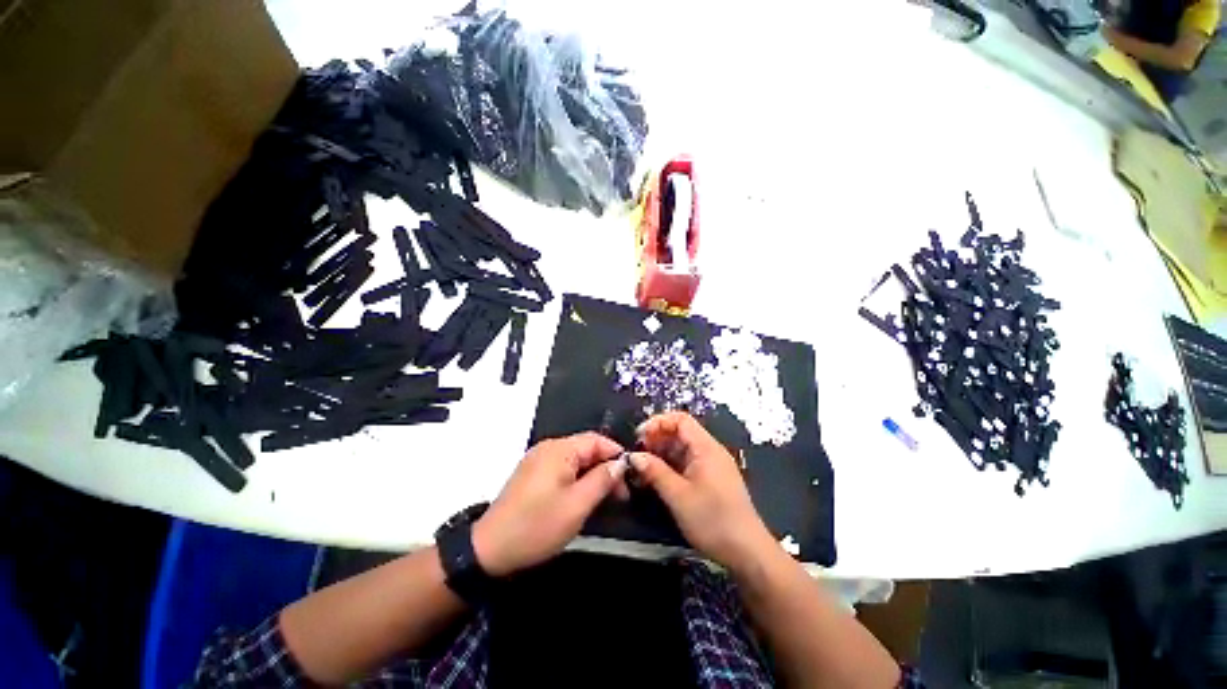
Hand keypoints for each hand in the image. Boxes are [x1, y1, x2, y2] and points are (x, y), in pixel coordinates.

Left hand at [473, 432, 627, 575]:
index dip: (616, 455)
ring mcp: (538, 461)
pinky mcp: (532, 475)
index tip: (631, 477)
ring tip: (605, 499)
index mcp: (559, 449)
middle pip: (586, 449)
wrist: (489, 550)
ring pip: (575, 461)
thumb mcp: (577, 505)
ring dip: (592, 476)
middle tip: (620, 494)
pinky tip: (584, 498)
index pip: (596, 440)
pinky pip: (563, 469)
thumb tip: (620, 463)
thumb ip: (602, 480)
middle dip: (605, 468)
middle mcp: (548, 448)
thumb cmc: (537, 526)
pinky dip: (578, 480)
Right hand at [629, 412, 775, 572]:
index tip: (639, 437)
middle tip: (638, 456)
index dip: (657, 423)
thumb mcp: (678, 496)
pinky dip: (670, 467)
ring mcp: (711, 466)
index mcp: (706, 448)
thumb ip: (655, 472)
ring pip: (682, 449)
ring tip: (643, 470)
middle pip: (680, 433)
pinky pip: (687, 464)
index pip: (680, 419)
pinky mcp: (711, 480)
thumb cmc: (712, 520)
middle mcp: (710, 451)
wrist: (747, 553)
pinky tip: (657, 480)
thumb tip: (634, 456)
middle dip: (656, 440)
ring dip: (661, 455)